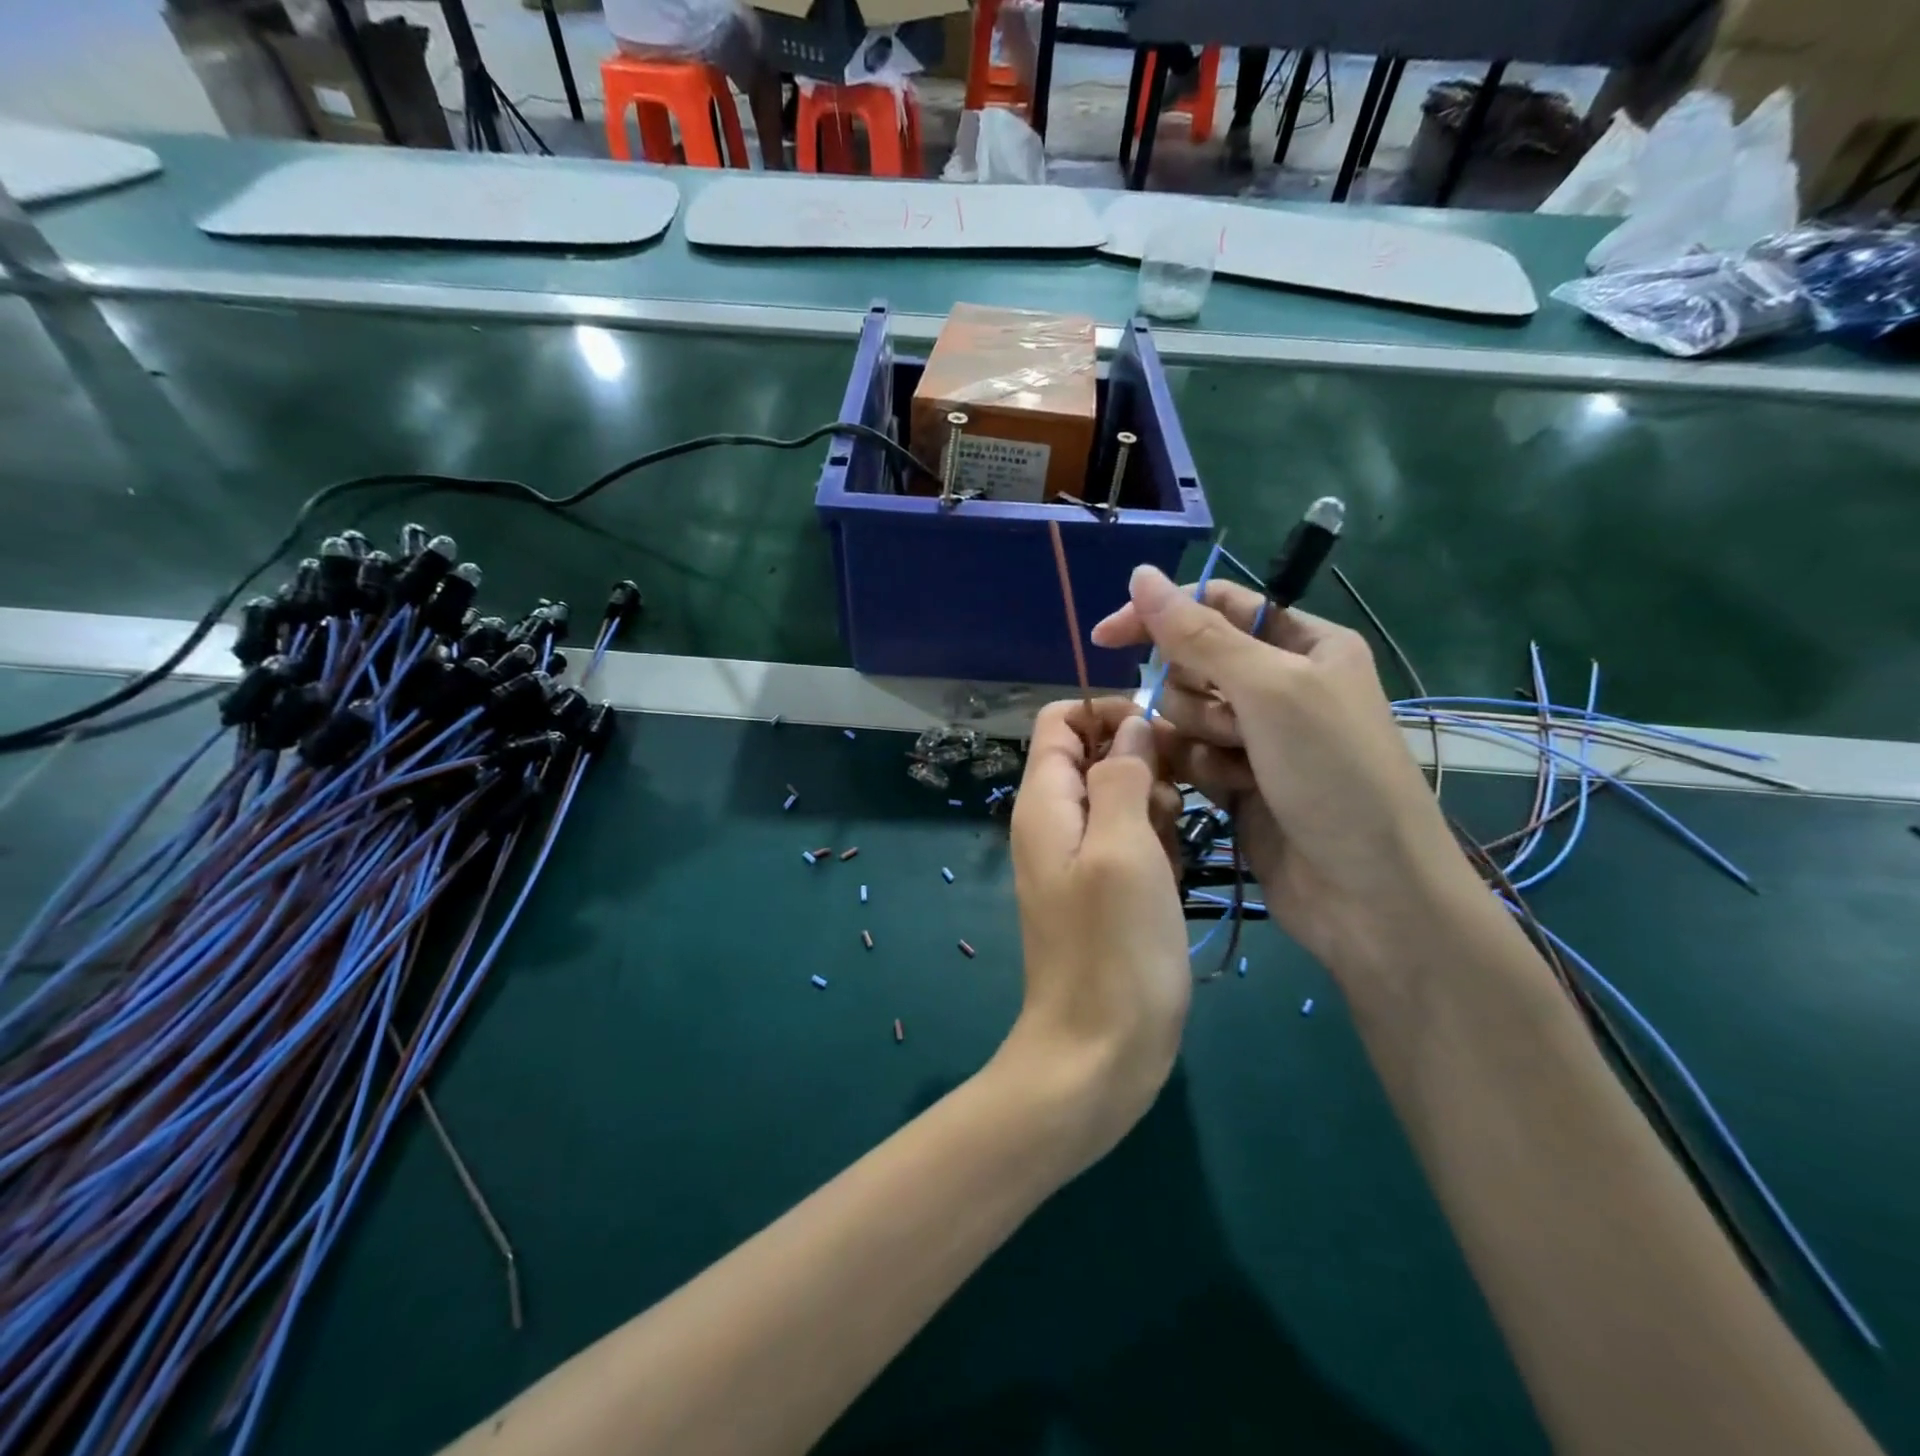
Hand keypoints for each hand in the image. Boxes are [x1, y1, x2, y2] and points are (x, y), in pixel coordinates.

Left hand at [1002, 698, 1190, 1165]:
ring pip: (1121, 798)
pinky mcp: (1105, 890)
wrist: (1099, 1052)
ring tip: (1172, 849)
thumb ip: (1122, 776)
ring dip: (1155, 807)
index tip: (1160, 737)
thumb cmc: (1113, 948)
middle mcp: (1055, 822)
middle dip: (1142, 763)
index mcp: (1045, 802)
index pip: (1061, 721)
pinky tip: (1174, 875)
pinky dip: (1156, 844)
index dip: (1108, 714)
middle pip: (1095, 755)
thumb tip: (1132, 727)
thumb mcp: (1123, 848)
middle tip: (1174, 805)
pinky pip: (1131, 841)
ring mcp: (1079, 859)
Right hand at [1091, 566, 1475, 989]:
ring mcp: (1259, 737)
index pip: (1215, 607)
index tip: (1107, 637)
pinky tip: (1225, 793)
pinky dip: (1199, 770)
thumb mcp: (1269, 690)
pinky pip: (1190, 756)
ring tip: (1238, 769)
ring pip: (1184, 715)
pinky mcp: (1239, 781)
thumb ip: (1198, 635)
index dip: (1161, 616)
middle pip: (1194, 664)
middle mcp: (1280, 684)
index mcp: (1304, 644)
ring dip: (1199, 738)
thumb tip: (1140, 575)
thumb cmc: (1333, 773)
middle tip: (1232, 727)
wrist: (1368, 893)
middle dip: (1196, 695)